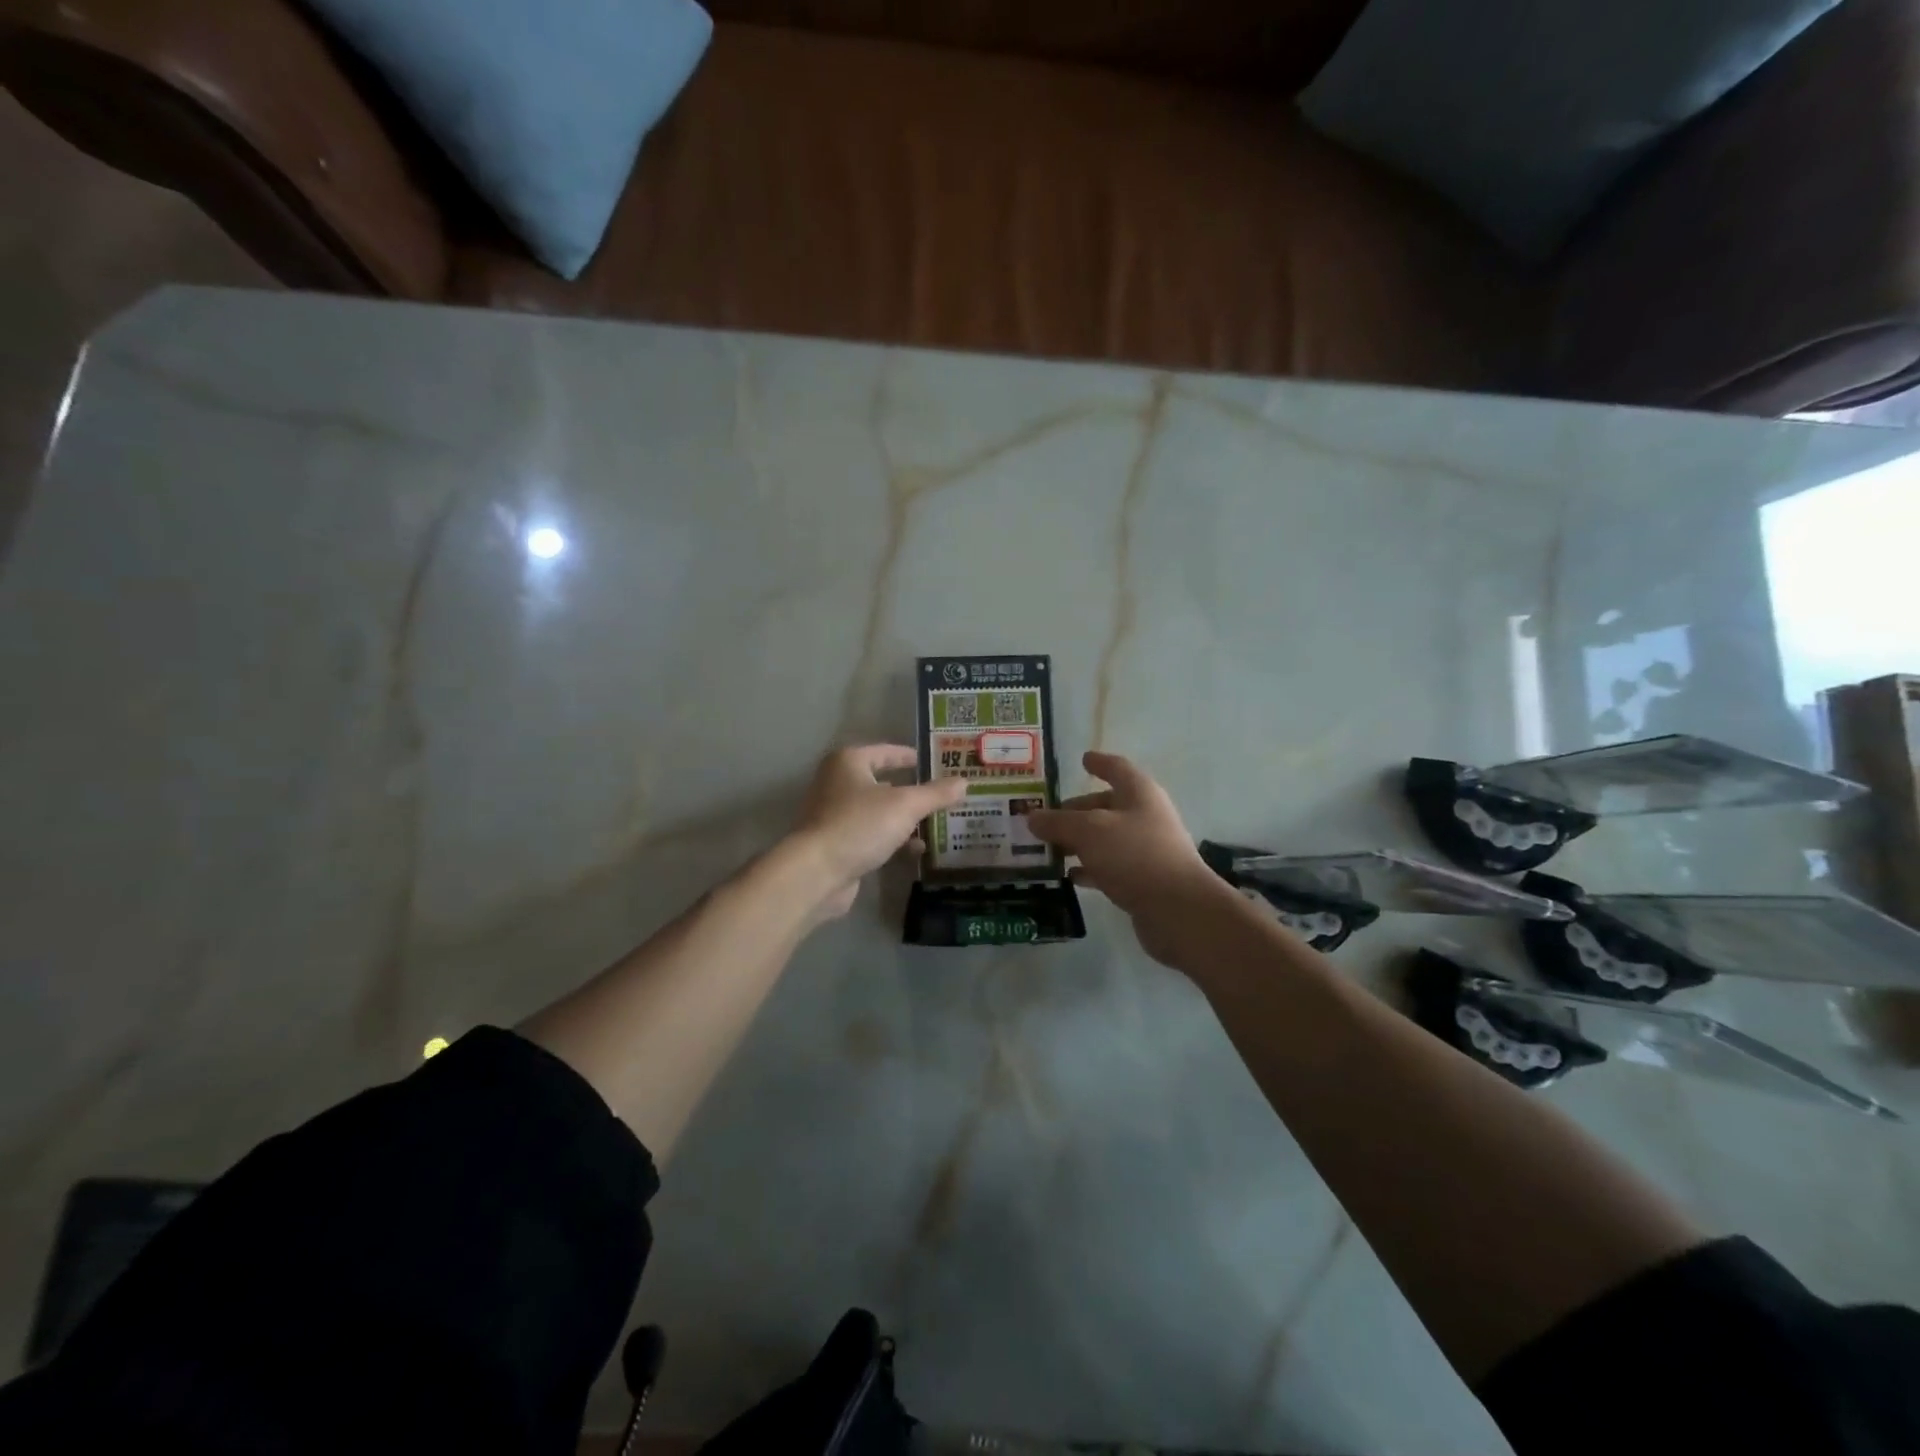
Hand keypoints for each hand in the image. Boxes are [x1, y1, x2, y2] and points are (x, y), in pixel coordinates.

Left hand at [788, 744, 966, 920]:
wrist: (817, 872)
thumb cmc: (860, 824)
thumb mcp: (905, 805)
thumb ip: (935, 793)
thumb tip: (964, 782)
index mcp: (849, 762)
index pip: (886, 751)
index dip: (910, 756)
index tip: (934, 763)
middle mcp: (838, 783)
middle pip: (882, 782)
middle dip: (912, 790)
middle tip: (942, 794)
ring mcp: (835, 815)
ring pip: (878, 811)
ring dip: (905, 818)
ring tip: (937, 823)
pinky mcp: (838, 843)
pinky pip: (872, 834)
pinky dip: (894, 839)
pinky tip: (917, 850)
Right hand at [1026, 751, 1237, 966]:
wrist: (1177, 910)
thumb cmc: (1134, 855)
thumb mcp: (1088, 831)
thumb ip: (1058, 822)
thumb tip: (1032, 817)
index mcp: (1138, 793)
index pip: (1116, 768)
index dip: (1099, 763)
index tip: (1082, 759)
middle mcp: (1145, 816)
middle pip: (1106, 805)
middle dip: (1076, 810)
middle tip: (1044, 818)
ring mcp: (1146, 849)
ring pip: (1105, 838)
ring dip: (1078, 842)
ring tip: (1047, 848)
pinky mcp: (1143, 880)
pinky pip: (1109, 867)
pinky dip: (1089, 869)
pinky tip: (1068, 876)